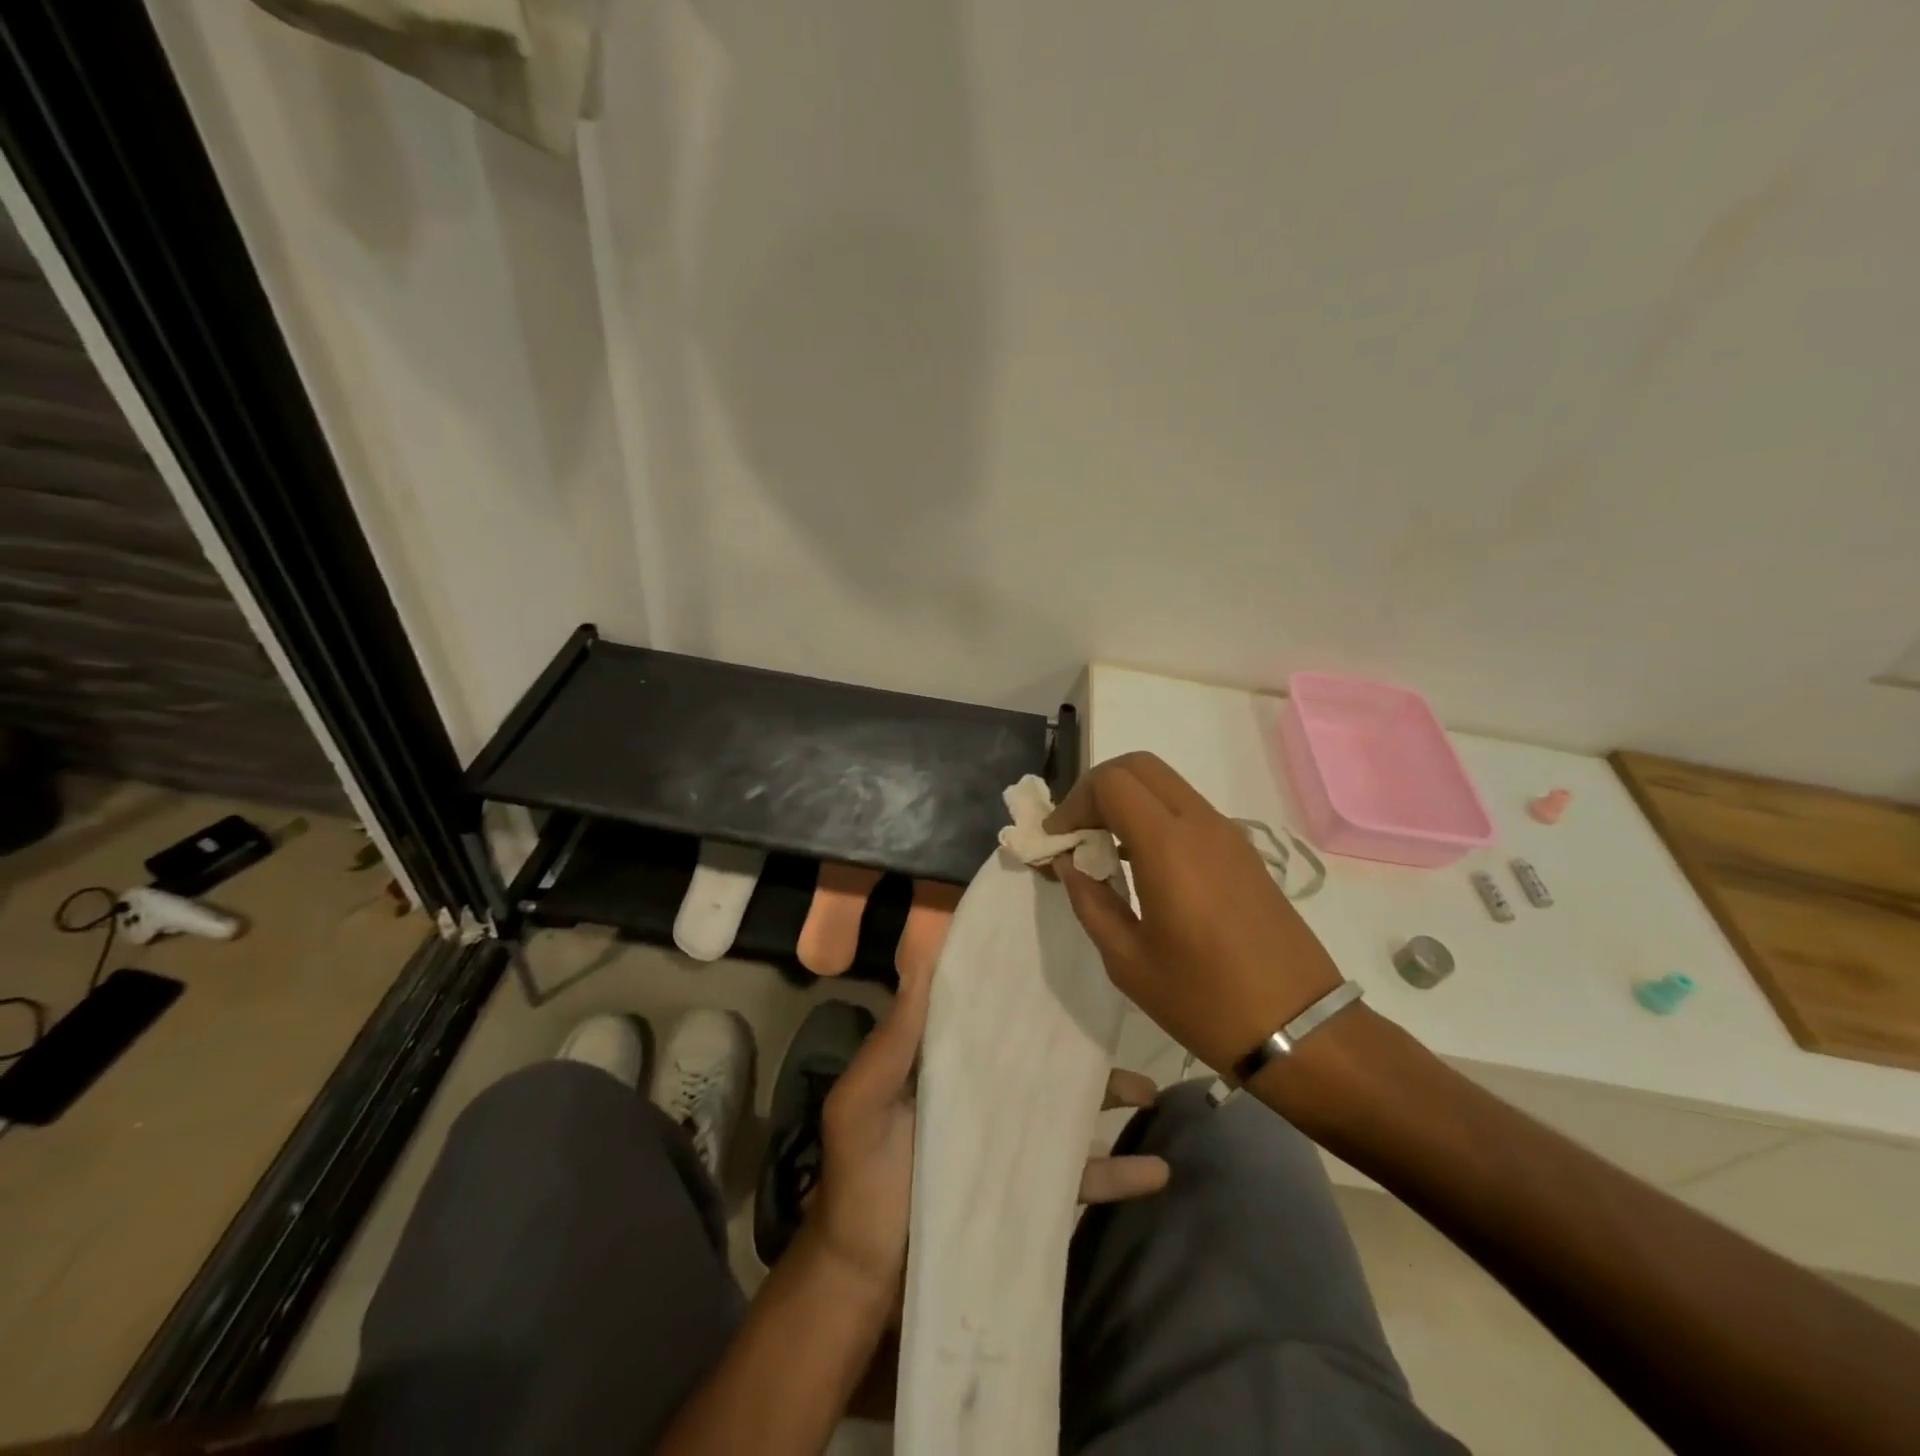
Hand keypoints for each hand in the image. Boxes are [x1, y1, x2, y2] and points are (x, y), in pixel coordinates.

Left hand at [812, 970, 1169, 1297]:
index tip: (1057, 954)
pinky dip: (1118, 1172)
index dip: (1015, 985)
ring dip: (1110, 1097)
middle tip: (1119, 1021)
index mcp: (944, 1062)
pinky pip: (1079, 1174)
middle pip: (1038, 1056)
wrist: (869, 1278)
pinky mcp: (1027, 1189)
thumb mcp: (862, 1103)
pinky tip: (1158, 1170)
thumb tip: (921, 958)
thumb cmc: (861, 1180)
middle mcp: (982, 1092)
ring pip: (1067, 1108)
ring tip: (1153, 1091)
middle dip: (1078, 1040)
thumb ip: (893, 1040)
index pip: (985, 1012)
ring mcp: (1008, 1141)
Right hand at [1047, 751, 1343, 1074]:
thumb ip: (1090, 900)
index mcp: (1169, 846)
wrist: (1299, 1029)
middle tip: (1078, 833)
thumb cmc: (1203, 1000)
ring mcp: (1229, 834)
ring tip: (1104, 850)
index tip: (1058, 841)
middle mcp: (1201, 824)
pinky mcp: (1244, 851)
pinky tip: (1143, 865)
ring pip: (1166, 785)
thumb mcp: (1127, 960)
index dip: (1074, 802)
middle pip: (1139, 766)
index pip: (1111, 782)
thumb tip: (1069, 863)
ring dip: (1128, 801)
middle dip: (1098, 789)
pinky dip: (1155, 816)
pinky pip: (1189, 810)